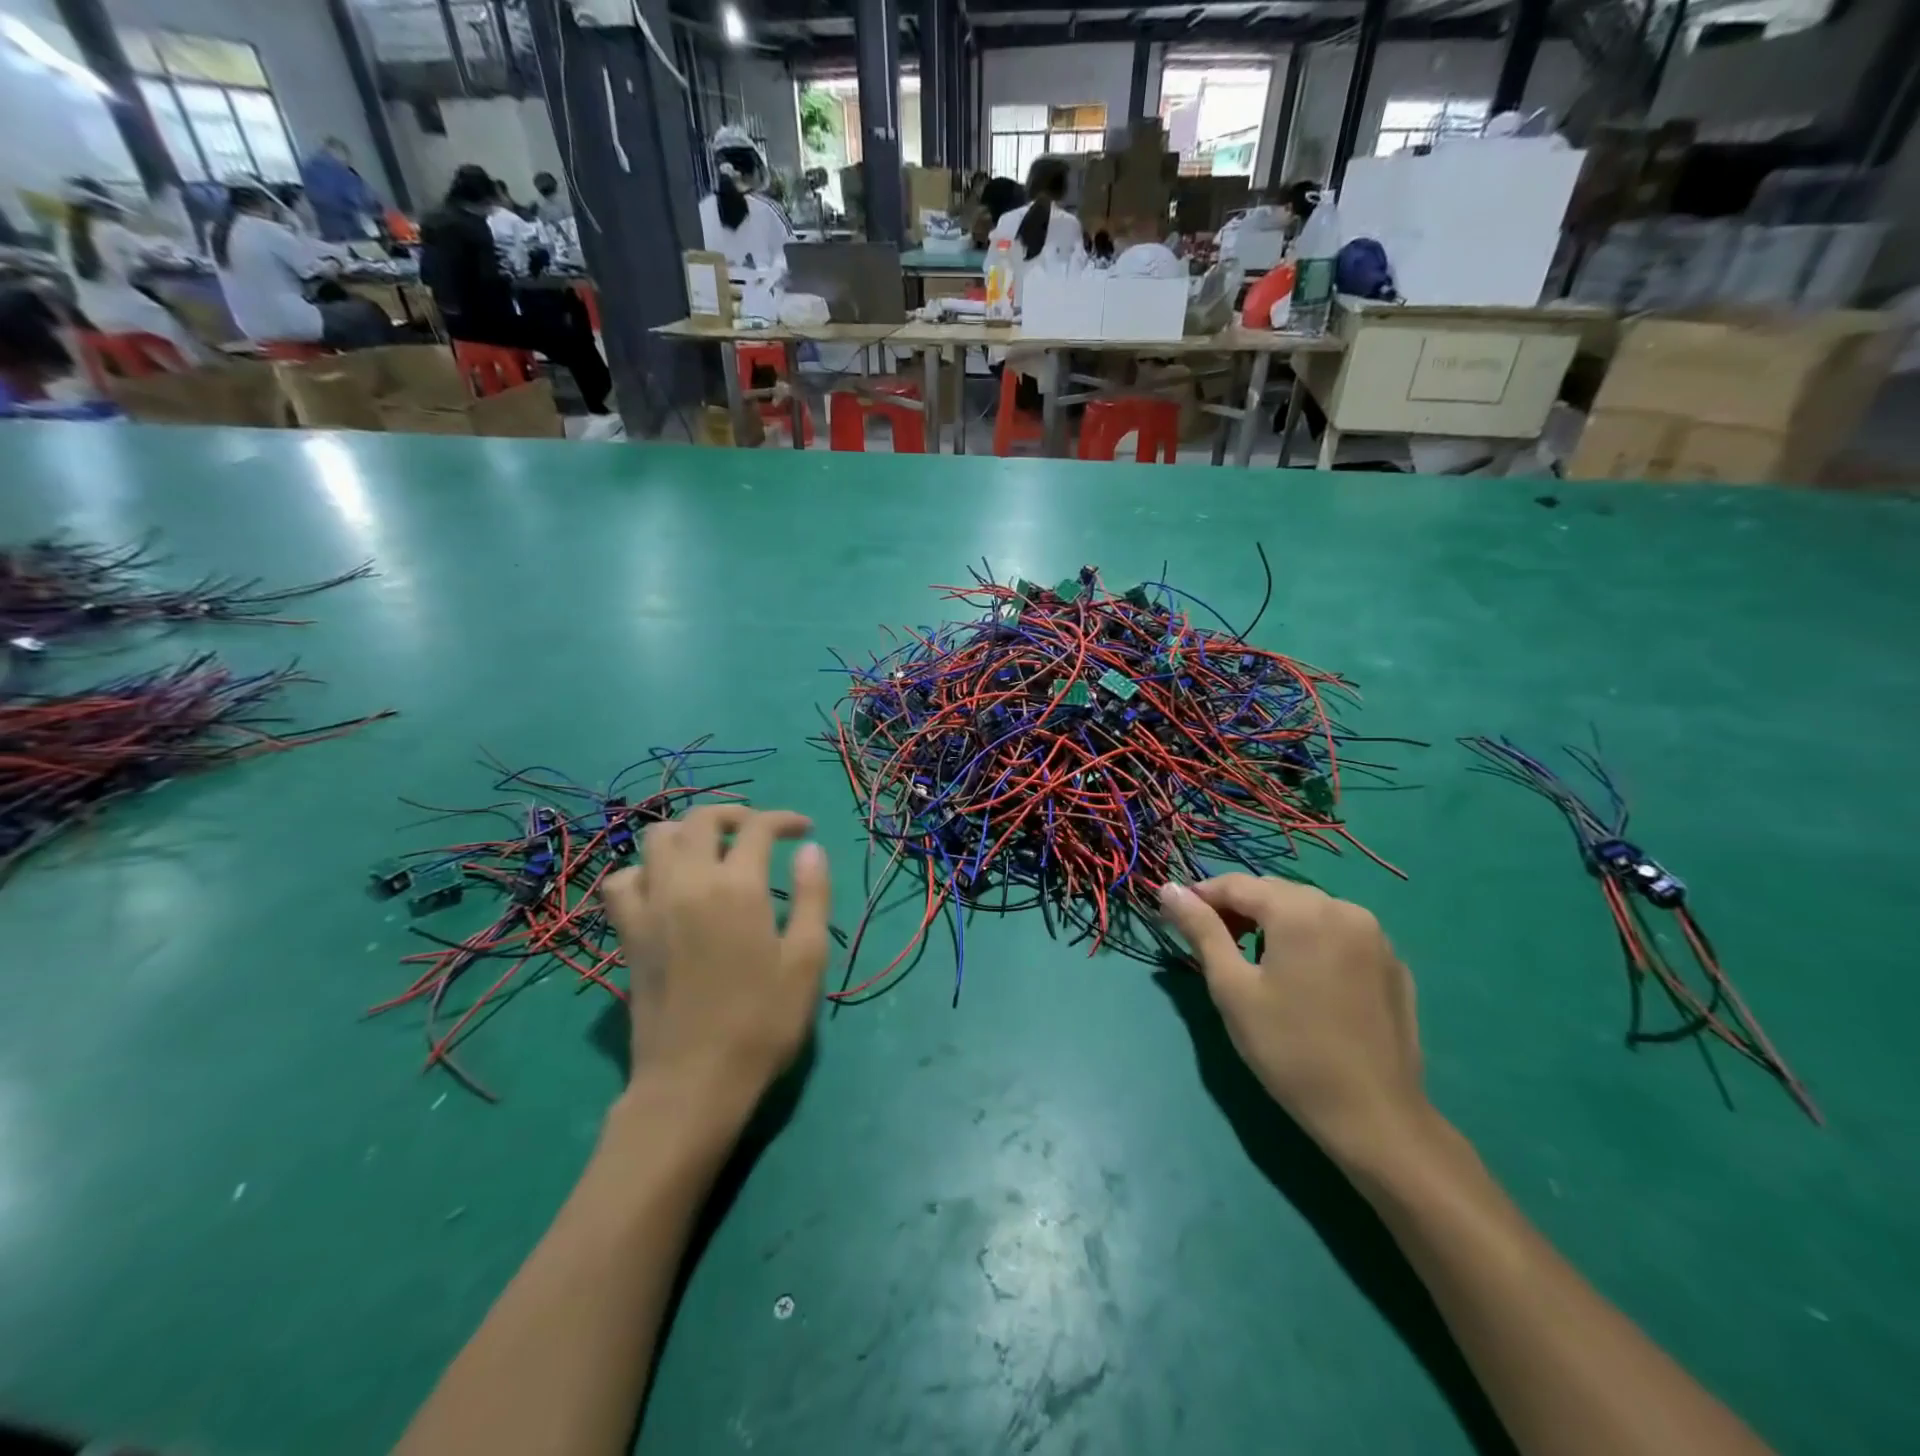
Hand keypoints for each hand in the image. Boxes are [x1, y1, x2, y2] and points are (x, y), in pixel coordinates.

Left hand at [602, 808, 831, 1122]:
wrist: (694, 1082)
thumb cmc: (762, 1022)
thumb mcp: (806, 960)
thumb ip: (812, 896)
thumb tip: (810, 849)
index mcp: (738, 888)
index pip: (757, 827)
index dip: (784, 819)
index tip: (803, 831)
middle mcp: (689, 883)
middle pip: (701, 819)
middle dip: (734, 814)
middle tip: (759, 833)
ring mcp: (651, 906)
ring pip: (657, 839)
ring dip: (688, 834)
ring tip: (713, 852)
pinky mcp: (628, 933)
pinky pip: (623, 881)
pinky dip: (645, 871)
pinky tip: (666, 888)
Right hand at [1158, 874, 1431, 1171]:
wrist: (1374, 1116)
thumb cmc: (1289, 1050)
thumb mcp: (1232, 988)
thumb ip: (1201, 930)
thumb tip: (1169, 889)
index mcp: (1300, 911)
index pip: (1237, 884)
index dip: (1202, 896)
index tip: (1178, 918)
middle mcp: (1342, 908)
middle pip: (1275, 892)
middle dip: (1239, 909)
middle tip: (1214, 944)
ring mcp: (1375, 935)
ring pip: (1309, 910)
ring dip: (1275, 923)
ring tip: (1255, 961)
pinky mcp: (1393, 963)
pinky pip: (1339, 934)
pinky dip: (1312, 941)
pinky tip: (1303, 980)